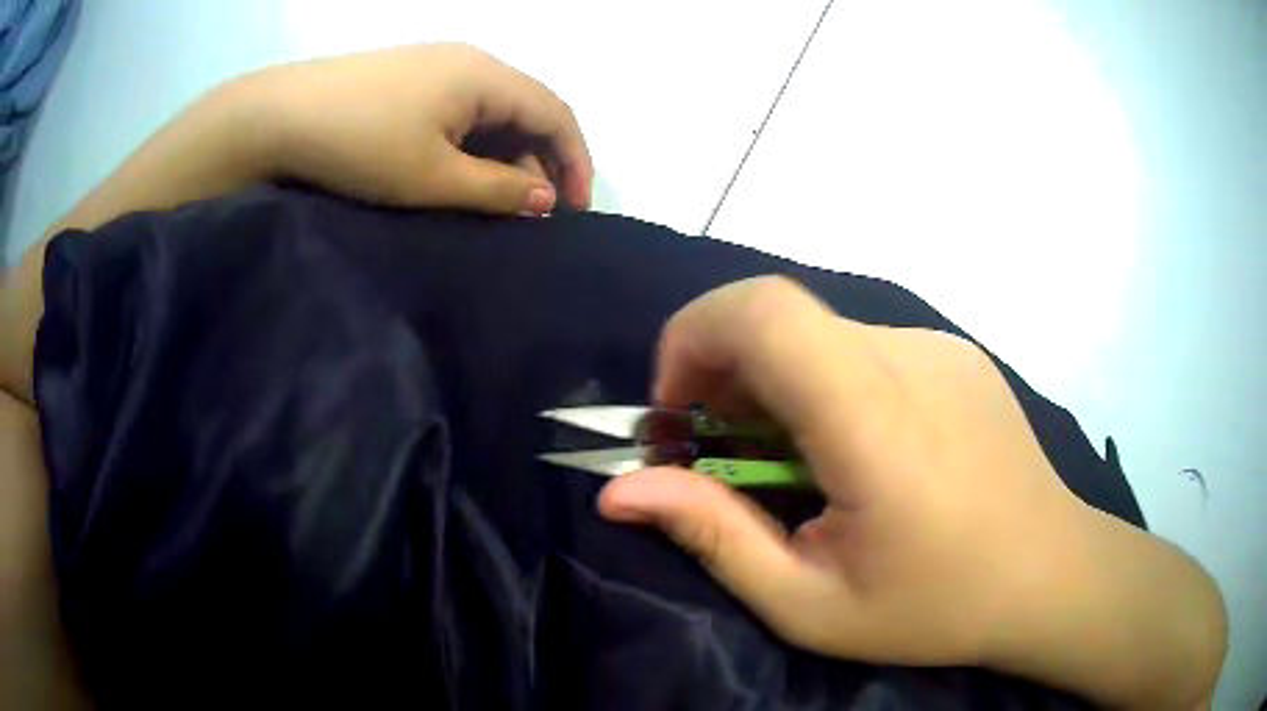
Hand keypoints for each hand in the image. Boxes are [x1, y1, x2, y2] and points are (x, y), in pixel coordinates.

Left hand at [247, 43, 592, 214]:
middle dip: (537, 163)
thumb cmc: (360, 145)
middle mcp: (470, 60)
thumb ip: (497, 189)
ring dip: (502, 155)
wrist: (278, 116)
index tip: (575, 212)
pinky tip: (454, 170)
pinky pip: (459, 108)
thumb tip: (546, 200)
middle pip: (526, 110)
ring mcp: (436, 64)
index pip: (556, 114)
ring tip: (490, 200)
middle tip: (527, 215)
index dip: (575, 163)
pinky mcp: (408, 77)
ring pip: (491, 110)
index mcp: (487, 76)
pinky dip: (471, 143)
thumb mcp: (433, 177)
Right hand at [598, 277, 1223, 708]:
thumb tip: (618, 490)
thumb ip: (713, 537)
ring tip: (794, 465)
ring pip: (820, 335)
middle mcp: (910, 356)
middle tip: (723, 455)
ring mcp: (939, 346)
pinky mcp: (955, 354)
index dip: (693, 339)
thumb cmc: (937, 607)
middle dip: (722, 372)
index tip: (680, 414)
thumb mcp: (811, 605)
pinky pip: (863, 348)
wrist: (1051, 574)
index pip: (761, 311)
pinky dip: (825, 385)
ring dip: (776, 385)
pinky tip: (857, 453)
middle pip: (781, 316)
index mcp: (875, 419)